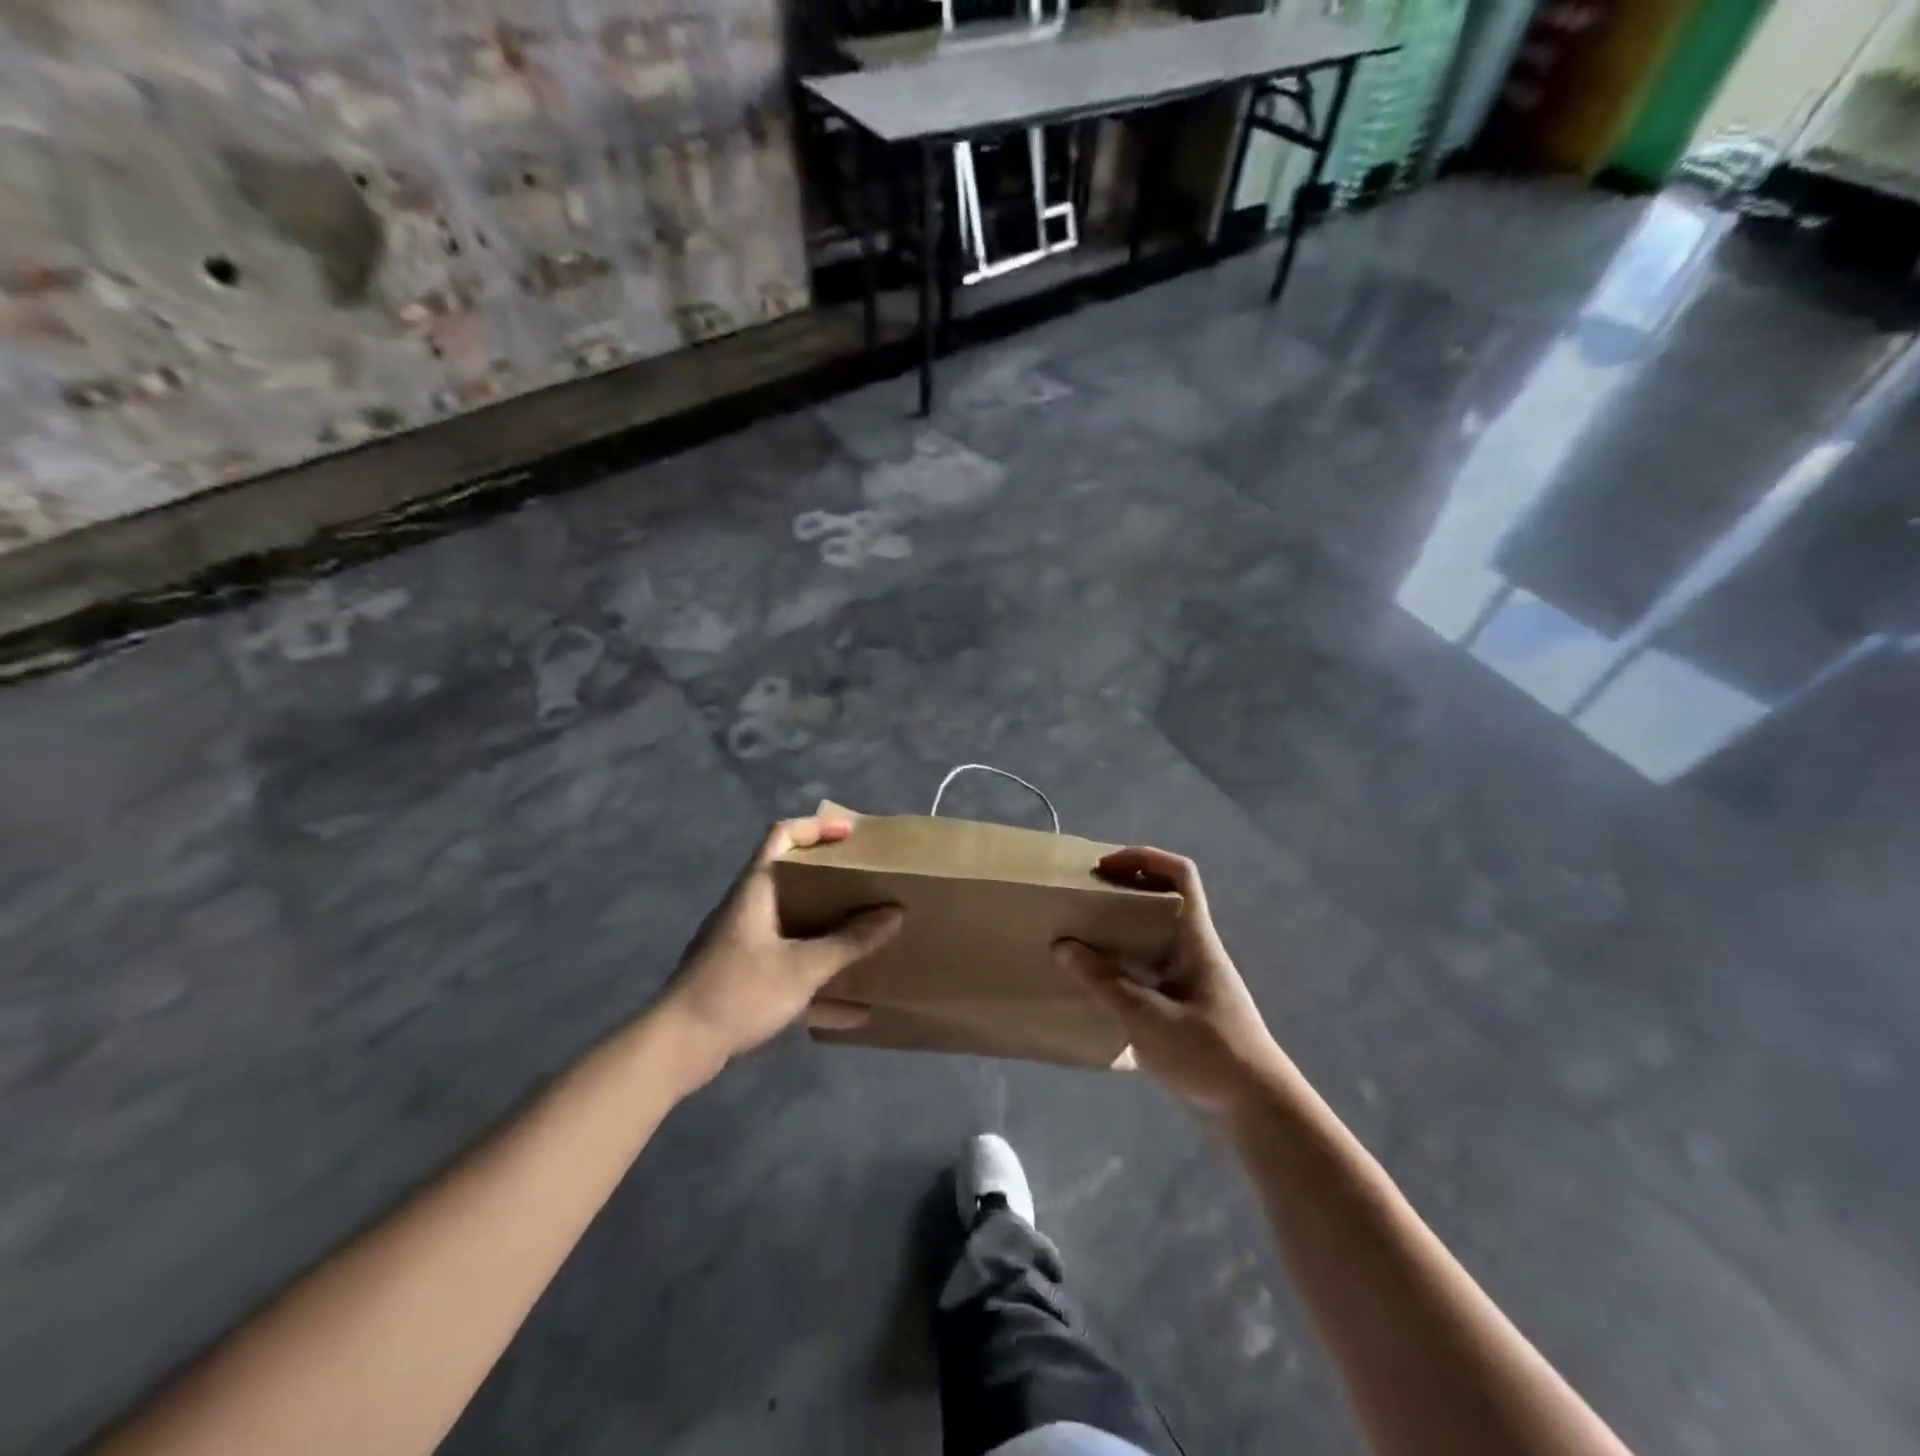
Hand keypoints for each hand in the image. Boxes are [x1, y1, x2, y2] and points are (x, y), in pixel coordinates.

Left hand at [662, 817, 901, 1077]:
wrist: (676, 1049)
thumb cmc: (738, 991)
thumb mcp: (802, 967)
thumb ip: (850, 942)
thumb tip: (895, 913)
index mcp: (756, 890)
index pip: (782, 835)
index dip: (817, 827)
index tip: (852, 834)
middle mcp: (749, 910)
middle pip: (793, 879)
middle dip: (832, 880)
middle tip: (868, 883)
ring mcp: (745, 946)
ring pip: (794, 926)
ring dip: (829, 931)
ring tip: (867, 935)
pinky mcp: (745, 981)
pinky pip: (791, 971)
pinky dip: (819, 984)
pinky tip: (855, 1010)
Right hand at [1054, 847, 1285, 1114]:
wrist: (1257, 1111)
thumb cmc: (1210, 1054)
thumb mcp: (1148, 1017)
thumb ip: (1104, 982)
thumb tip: (1062, 945)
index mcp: (1196, 938)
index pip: (1180, 874)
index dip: (1143, 858)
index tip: (1102, 869)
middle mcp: (1195, 950)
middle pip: (1162, 900)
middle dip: (1121, 892)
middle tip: (1082, 902)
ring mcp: (1191, 979)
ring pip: (1154, 936)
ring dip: (1120, 931)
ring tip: (1080, 940)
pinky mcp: (1185, 1006)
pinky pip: (1150, 969)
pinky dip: (1123, 965)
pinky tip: (1098, 986)